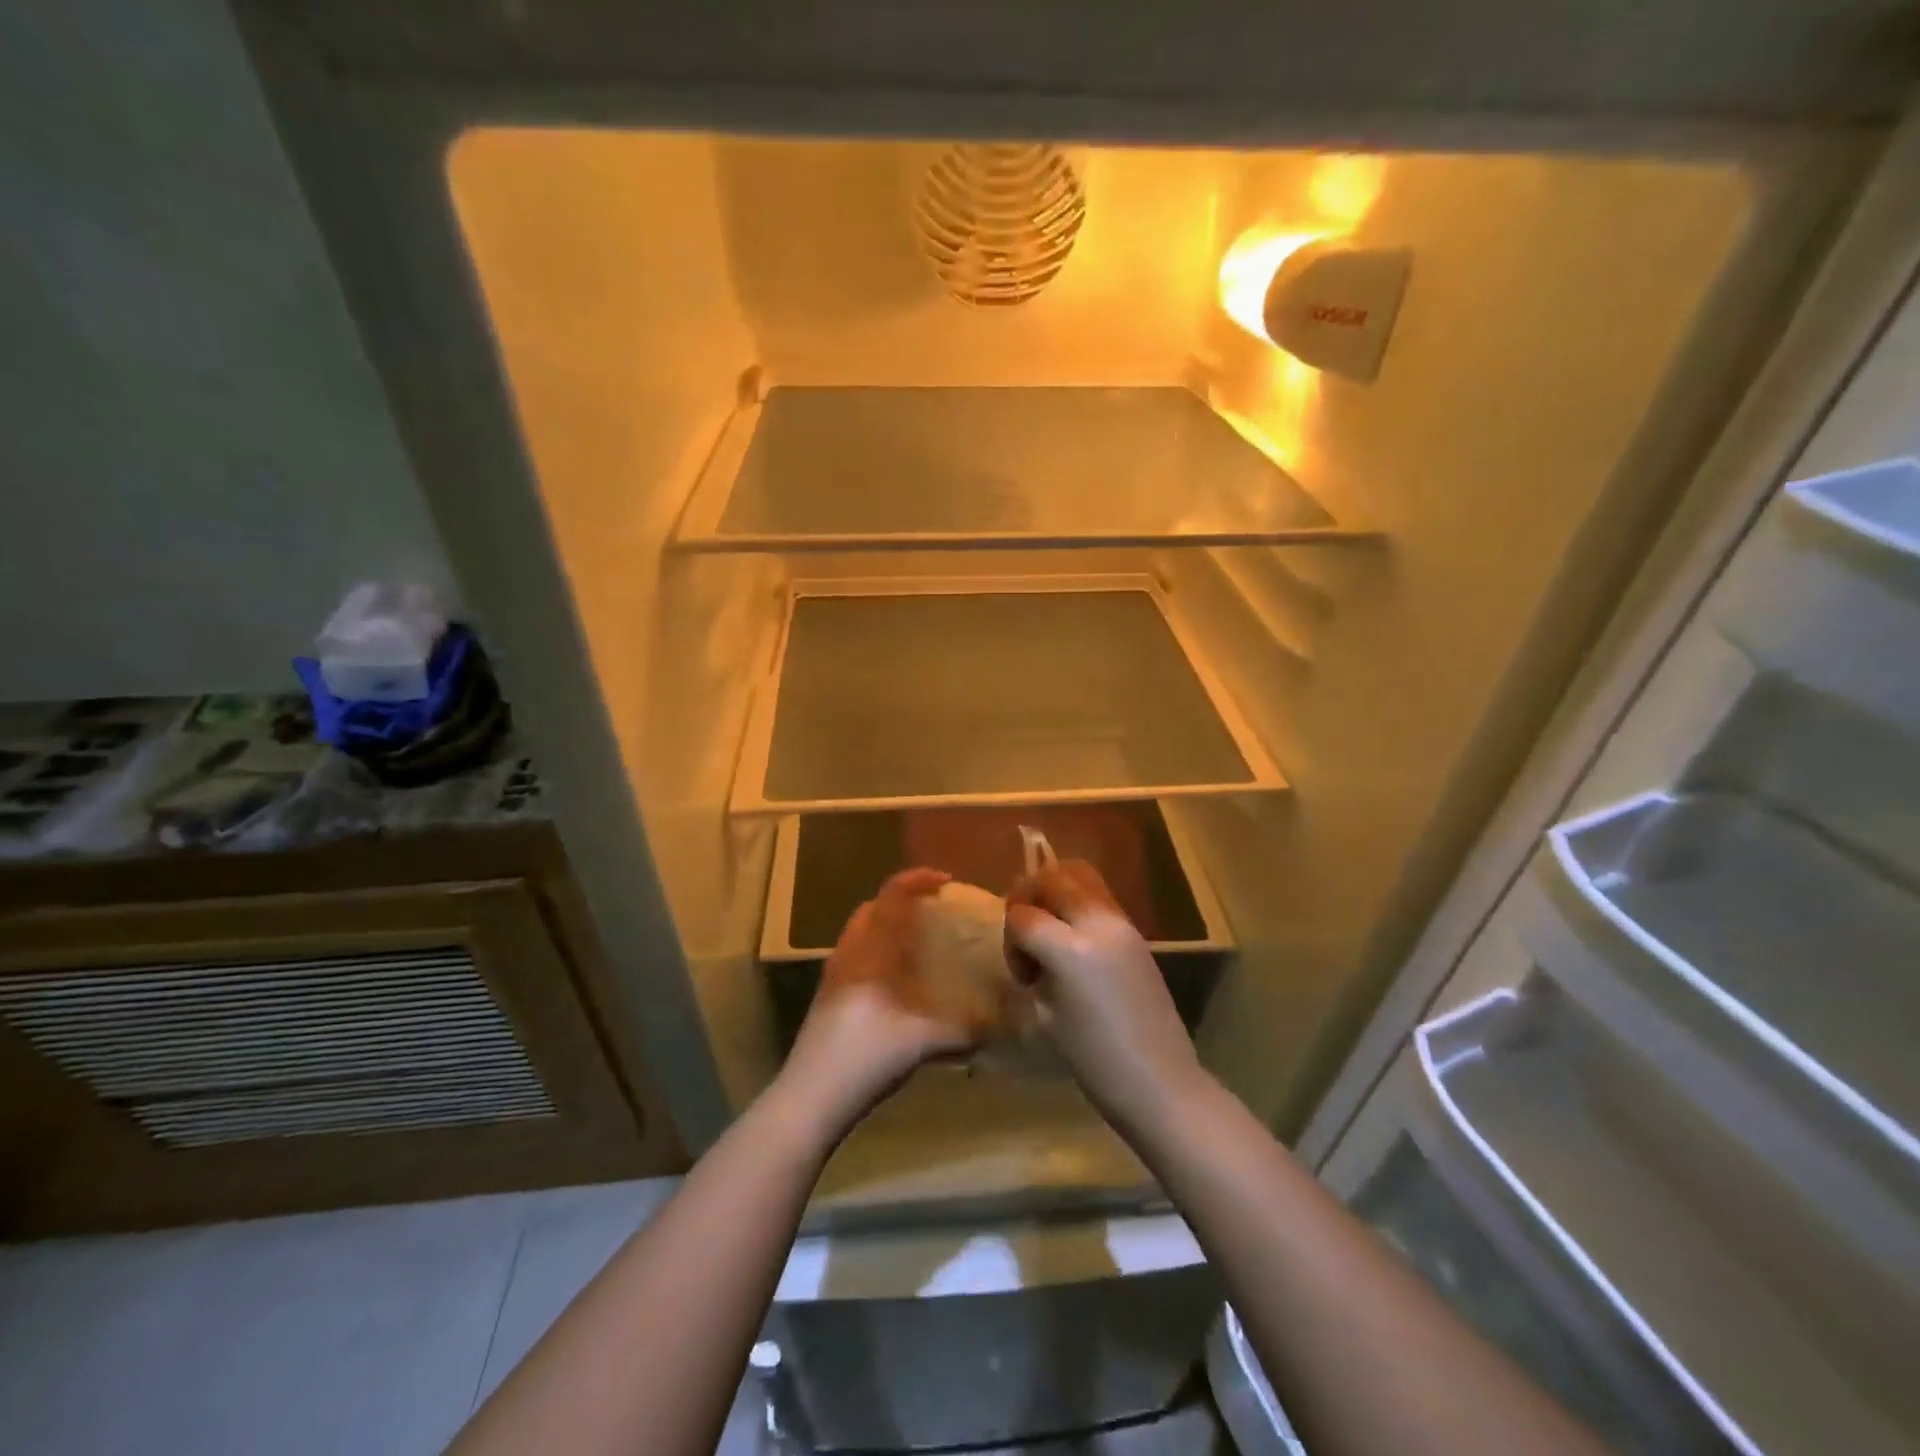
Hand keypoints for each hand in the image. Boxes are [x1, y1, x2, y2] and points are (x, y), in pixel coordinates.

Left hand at [777, 868, 976, 1140]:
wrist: (810, 1096)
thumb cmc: (867, 1055)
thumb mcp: (925, 1043)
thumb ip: (966, 1030)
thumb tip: (1001, 1024)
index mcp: (871, 950)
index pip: (892, 896)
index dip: (918, 880)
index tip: (946, 882)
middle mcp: (849, 953)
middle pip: (872, 908)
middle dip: (902, 902)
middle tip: (933, 912)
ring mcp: (833, 975)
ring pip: (860, 933)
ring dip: (887, 928)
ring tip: (918, 945)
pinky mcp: (827, 998)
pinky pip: (855, 956)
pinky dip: (877, 953)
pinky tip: (897, 983)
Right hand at [1005, 860, 1206, 1135]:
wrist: (1160, 1083)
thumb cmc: (1096, 1063)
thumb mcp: (1048, 1016)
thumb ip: (1036, 969)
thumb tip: (1030, 948)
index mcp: (1071, 951)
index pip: (1023, 916)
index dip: (1010, 937)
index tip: (1020, 970)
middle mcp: (1098, 924)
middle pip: (1054, 878)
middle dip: (1029, 895)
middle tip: (1023, 928)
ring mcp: (1123, 924)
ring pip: (1081, 876)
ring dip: (1056, 891)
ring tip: (1048, 926)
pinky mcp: (1137, 933)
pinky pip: (1099, 898)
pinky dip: (1077, 905)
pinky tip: (1074, 942)